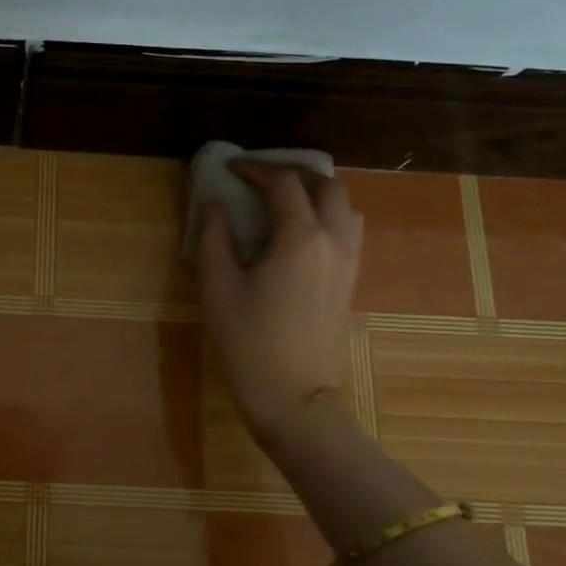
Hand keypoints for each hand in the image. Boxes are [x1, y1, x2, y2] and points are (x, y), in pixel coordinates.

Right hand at [197, 164, 364, 444]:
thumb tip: (216, 206)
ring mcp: (349, 262)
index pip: (283, 184)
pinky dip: (327, 217)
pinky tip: (299, 233)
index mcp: (301, 238)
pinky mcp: (351, 281)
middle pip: (328, 186)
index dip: (255, 170)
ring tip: (284, 201)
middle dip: (294, 173)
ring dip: (317, 193)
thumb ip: (214, 238)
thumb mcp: (218, 286)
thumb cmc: (248, 340)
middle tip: (261, 178)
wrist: (292, 395)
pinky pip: (348, 232)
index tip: (231, 170)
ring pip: (345, 208)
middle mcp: (334, 242)